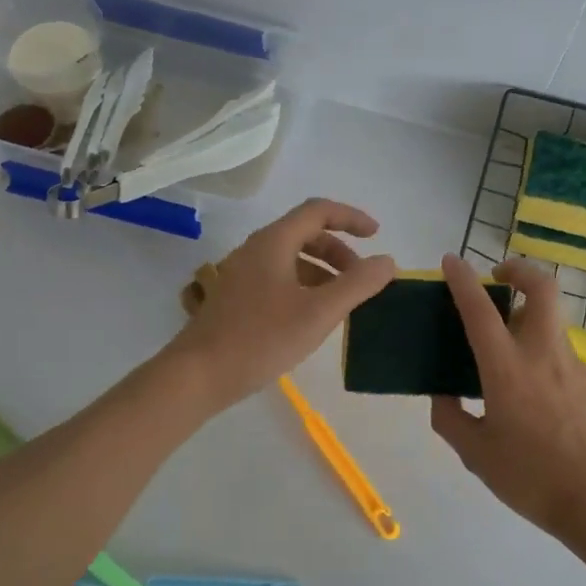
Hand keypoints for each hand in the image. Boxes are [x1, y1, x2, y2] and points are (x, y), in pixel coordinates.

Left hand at [167, 198, 394, 408]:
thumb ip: (357, 285)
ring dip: (322, 272)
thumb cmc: (261, 338)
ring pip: (291, 259)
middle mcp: (255, 250)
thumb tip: (386, 262)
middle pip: (305, 234)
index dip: (351, 218)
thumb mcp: (319, 312)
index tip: (377, 236)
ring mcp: (241, 274)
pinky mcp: (235, 299)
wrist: (198, 374)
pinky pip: (278, 279)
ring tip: (342, 303)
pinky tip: (311, 319)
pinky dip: (304, 287)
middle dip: (339, 251)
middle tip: (360, 279)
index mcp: (274, 242)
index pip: (318, 211)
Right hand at [429, 253, 585, 545]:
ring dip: (527, 311)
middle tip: (497, 279)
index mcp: (507, 370)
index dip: (463, 280)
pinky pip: (559, 348)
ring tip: (503, 341)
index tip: (451, 260)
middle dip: (519, 269)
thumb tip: (441, 395)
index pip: (480, 311)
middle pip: (541, 288)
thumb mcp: (476, 454)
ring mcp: (572, 365)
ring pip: (551, 317)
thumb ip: (451, 418)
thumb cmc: (531, 478)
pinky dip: (538, 344)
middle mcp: (543, 355)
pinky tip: (526, 383)